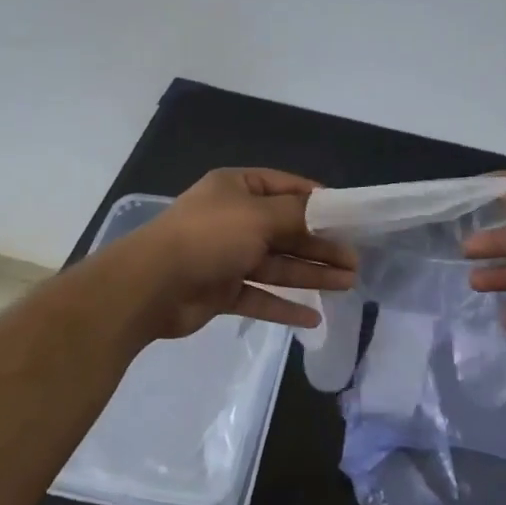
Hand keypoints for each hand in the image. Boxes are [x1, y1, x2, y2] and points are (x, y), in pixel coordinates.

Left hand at [106, 169, 358, 340]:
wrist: (150, 286)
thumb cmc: (209, 236)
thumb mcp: (259, 216)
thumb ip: (297, 215)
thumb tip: (328, 210)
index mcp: (236, 188)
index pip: (285, 187)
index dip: (317, 200)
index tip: (347, 215)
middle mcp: (233, 219)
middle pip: (286, 230)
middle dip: (320, 244)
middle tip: (355, 259)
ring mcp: (227, 256)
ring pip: (278, 264)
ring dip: (311, 274)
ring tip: (348, 283)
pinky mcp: (221, 290)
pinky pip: (260, 295)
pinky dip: (285, 306)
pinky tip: (314, 316)